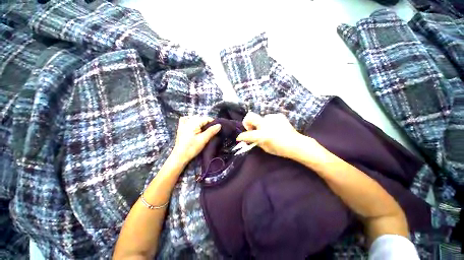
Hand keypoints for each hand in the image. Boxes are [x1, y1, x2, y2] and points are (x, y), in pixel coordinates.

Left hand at [171, 115, 220, 163]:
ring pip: (194, 118)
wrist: (179, 157)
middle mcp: (187, 121)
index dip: (213, 122)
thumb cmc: (191, 148)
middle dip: (207, 123)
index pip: (206, 118)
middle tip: (212, 131)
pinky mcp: (181, 128)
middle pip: (201, 118)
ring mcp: (183, 124)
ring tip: (205, 130)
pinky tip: (194, 125)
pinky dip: (191, 120)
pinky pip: (186, 120)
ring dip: (201, 122)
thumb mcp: (203, 140)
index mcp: (193, 123)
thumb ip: (211, 131)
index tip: (217, 129)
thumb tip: (219, 125)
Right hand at [236, 112, 308, 157]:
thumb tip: (250, 138)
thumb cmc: (280, 149)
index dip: (241, 137)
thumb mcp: (265, 148)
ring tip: (267, 130)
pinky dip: (269, 122)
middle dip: (246, 122)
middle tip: (251, 128)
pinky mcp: (278, 116)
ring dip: (260, 124)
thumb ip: (256, 141)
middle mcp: (265, 124)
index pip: (247, 135)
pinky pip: (269, 118)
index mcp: (262, 135)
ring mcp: (272, 118)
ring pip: (260, 118)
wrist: (296, 144)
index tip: (239, 138)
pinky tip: (274, 127)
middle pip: (250, 116)